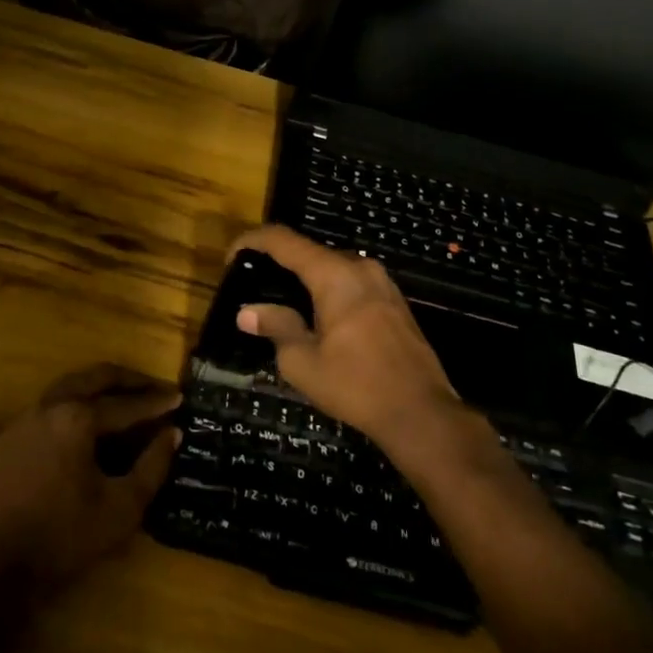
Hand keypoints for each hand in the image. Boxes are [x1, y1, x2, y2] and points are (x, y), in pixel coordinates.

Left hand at [0, 366, 181, 588]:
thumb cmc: (67, 537)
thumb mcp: (123, 506)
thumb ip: (153, 465)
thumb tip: (172, 433)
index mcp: (77, 419)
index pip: (126, 405)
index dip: (156, 402)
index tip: (180, 397)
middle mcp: (49, 406)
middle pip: (94, 378)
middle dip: (128, 380)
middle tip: (154, 386)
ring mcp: (26, 419)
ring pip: (70, 386)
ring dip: (100, 387)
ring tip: (126, 397)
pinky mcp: (11, 437)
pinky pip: (50, 406)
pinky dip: (76, 404)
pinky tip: (89, 423)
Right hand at [232, 225, 461, 452]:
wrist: (421, 412)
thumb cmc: (356, 385)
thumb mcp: (303, 362)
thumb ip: (276, 328)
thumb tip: (248, 312)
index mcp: (334, 274)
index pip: (284, 241)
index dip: (252, 242)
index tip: (231, 258)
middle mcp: (360, 267)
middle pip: (310, 252)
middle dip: (279, 263)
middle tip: (255, 285)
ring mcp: (382, 283)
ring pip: (333, 267)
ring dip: (306, 278)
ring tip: (282, 303)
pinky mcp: (394, 301)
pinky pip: (352, 283)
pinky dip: (328, 290)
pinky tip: (318, 317)